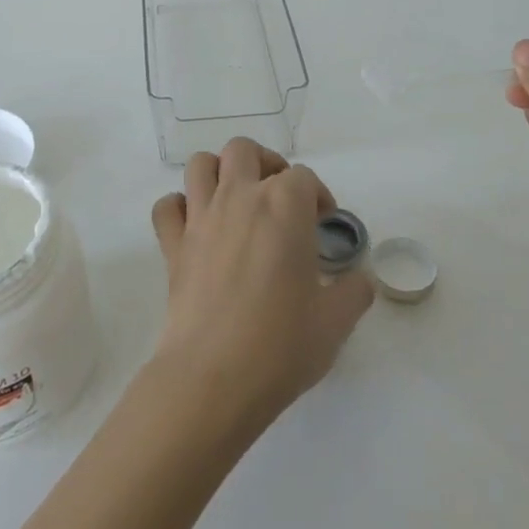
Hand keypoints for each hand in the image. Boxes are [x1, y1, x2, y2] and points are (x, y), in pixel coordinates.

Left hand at [150, 138, 374, 432]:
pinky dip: (179, 207)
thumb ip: (354, 291)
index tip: (324, 223)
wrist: (214, 377)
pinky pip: (167, 207)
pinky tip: (197, 227)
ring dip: (219, 172)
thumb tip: (361, 280)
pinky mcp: (172, 245)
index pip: (303, 177)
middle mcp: (239, 198)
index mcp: (284, 206)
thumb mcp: (336, 321)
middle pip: (245, 151)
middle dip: (265, 164)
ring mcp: (200, 218)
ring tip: (237, 201)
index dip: (318, 196)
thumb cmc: (281, 345)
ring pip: (201, 164)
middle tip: (280, 198)